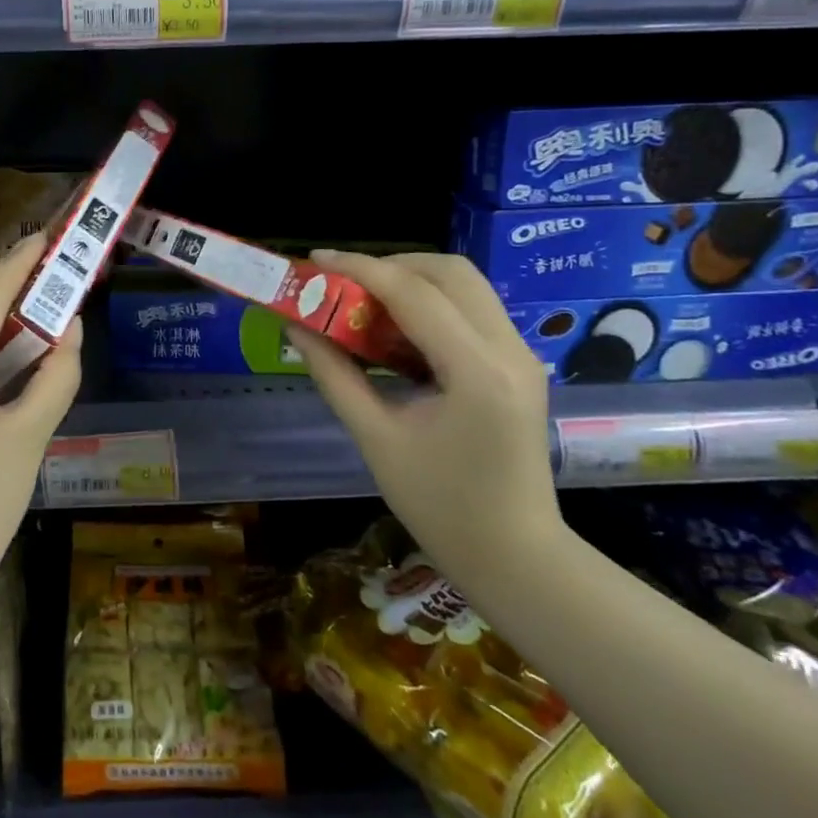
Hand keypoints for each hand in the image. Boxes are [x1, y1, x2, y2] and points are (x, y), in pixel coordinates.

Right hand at [282, 251, 560, 583]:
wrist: (516, 556)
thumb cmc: (440, 507)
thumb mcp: (375, 439)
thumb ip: (334, 374)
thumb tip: (296, 327)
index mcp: (475, 372)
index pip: (414, 294)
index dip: (359, 269)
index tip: (314, 261)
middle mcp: (509, 351)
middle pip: (450, 272)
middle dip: (390, 265)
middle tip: (342, 284)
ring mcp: (521, 355)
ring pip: (466, 285)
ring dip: (412, 281)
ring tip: (364, 303)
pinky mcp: (519, 365)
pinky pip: (473, 310)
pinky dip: (431, 303)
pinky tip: (397, 330)